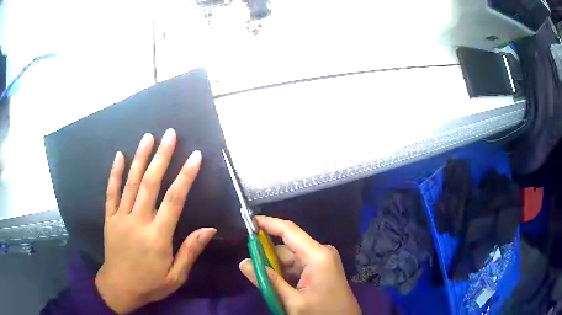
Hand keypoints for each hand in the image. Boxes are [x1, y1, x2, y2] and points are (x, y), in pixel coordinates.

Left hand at [95, 129, 215, 313]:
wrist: (119, 288)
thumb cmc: (150, 284)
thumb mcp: (176, 276)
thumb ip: (190, 251)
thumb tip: (209, 229)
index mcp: (157, 236)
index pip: (174, 200)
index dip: (186, 176)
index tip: (195, 156)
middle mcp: (138, 221)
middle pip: (150, 183)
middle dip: (162, 156)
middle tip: (170, 134)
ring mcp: (121, 217)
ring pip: (131, 182)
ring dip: (140, 158)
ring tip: (148, 137)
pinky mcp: (109, 218)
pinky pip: (111, 192)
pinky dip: (115, 173)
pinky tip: (119, 155)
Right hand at [239, 216, 359, 314]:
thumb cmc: (322, 312)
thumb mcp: (293, 301)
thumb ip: (268, 281)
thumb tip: (243, 263)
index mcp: (317, 255)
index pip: (289, 231)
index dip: (268, 223)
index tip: (248, 221)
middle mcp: (320, 253)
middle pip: (287, 248)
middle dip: (268, 258)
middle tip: (252, 271)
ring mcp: (322, 261)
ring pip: (290, 259)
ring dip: (276, 270)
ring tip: (268, 287)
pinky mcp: (321, 269)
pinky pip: (297, 267)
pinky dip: (285, 275)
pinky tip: (281, 288)